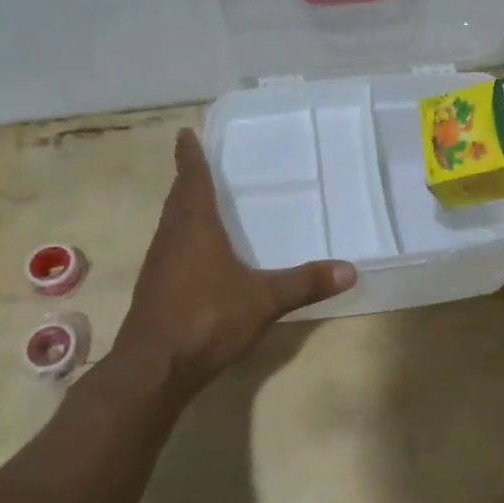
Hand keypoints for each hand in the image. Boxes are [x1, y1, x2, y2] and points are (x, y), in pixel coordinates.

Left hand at [108, 129, 355, 396]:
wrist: (153, 369)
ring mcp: (158, 265)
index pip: (191, 179)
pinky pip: (169, 248)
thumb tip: (350, 270)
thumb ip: (305, 283)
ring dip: (182, 208)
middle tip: (199, 162)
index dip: (189, 156)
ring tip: (200, 201)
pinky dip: (182, 237)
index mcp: (194, 227)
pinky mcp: (154, 289)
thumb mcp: (264, 300)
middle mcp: (171, 238)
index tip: (185, 133)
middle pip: (177, 199)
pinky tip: (198, 253)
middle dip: (187, 179)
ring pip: (170, 224)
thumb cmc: (207, 320)